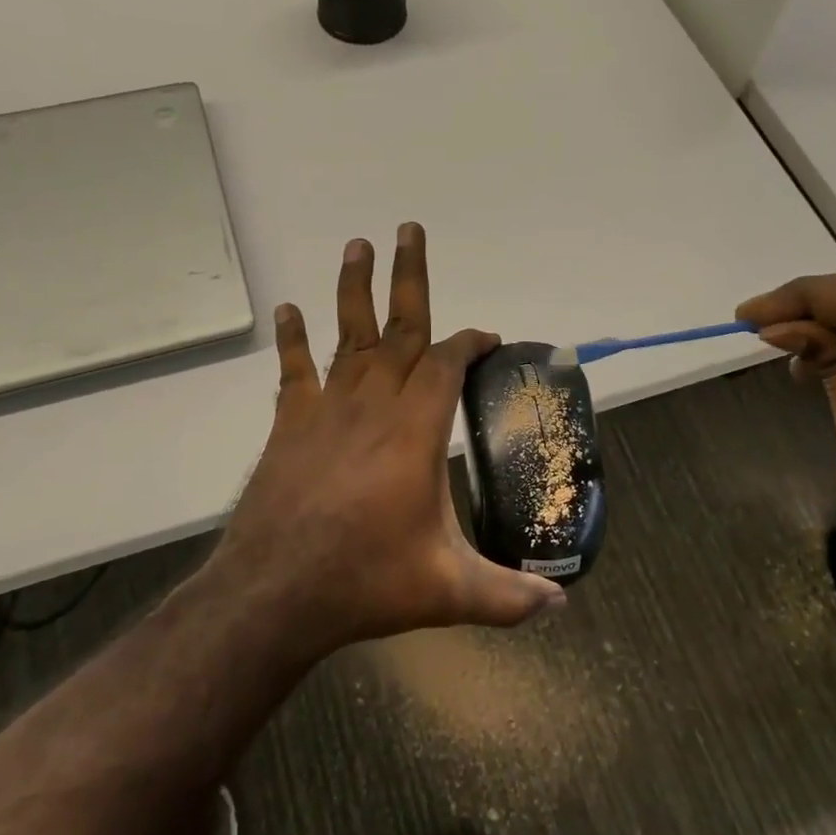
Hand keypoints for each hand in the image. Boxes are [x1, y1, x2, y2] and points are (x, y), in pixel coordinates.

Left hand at [217, 223, 566, 658]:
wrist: (275, 593)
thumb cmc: (364, 582)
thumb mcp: (448, 591)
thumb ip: (508, 596)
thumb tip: (560, 606)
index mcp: (415, 431)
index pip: (447, 365)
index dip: (470, 343)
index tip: (487, 337)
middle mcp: (373, 405)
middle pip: (398, 328)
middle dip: (410, 276)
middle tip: (410, 228)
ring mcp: (327, 410)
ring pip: (346, 335)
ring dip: (353, 288)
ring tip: (358, 244)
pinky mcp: (291, 425)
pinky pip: (294, 371)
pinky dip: (293, 340)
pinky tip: (288, 310)